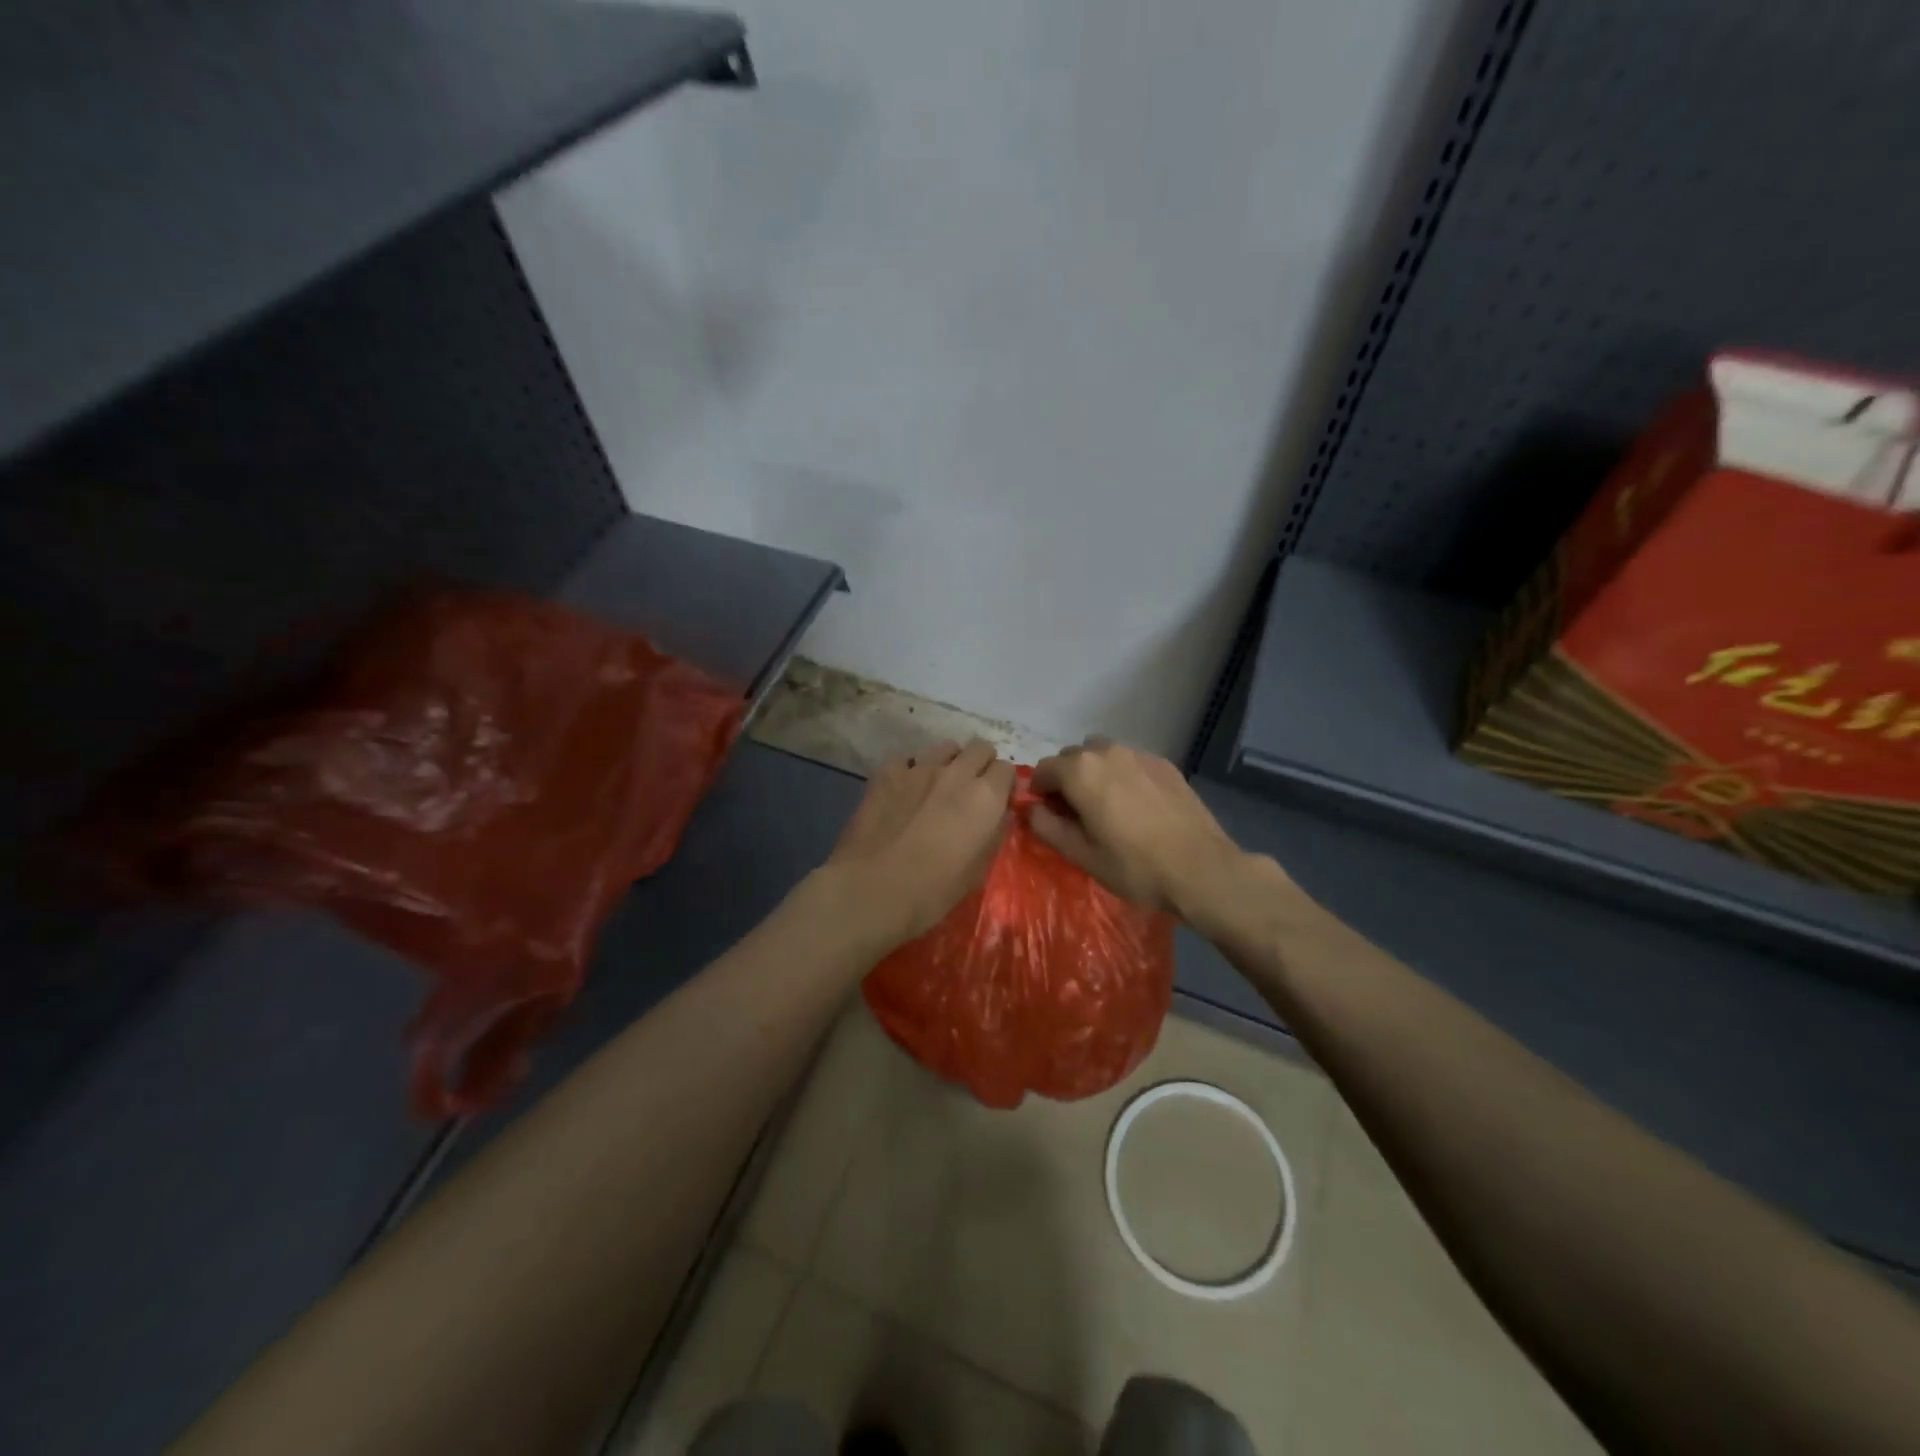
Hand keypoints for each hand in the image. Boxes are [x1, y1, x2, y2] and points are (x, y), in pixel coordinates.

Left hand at [823, 738, 1015, 952]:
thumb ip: (993, 834)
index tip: (997, 801)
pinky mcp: (887, 772)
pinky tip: (904, 788)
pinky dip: (911, 768)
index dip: (1004, 784)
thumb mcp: (978, 871)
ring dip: (949, 761)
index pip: (1007, 769)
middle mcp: (957, 773)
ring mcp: (919, 768)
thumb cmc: (933, 890)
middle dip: (981, 764)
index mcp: (985, 797)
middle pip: (980, 747)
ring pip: (945, 747)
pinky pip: (907, 758)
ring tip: (938, 785)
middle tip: (972, 789)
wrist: (872, 889)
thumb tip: (999, 815)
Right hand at [1029, 737, 1255, 921]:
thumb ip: (1048, 827)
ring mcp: (1140, 754)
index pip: (1044, 769)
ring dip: (1095, 772)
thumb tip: (1031, 809)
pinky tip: (1136, 805)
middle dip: (1066, 779)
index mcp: (1080, 772)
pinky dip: (1122, 775)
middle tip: (1074, 812)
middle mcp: (1107, 752)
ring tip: (1106, 805)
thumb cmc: (1135, 867)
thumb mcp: (1082, 855)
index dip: (1039, 791)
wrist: (1201, 868)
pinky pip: (1131, 761)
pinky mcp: (1165, 764)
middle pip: (1073, 757)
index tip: (1046, 813)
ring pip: (1103, 754)